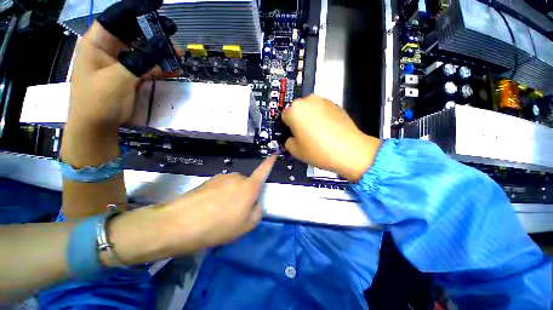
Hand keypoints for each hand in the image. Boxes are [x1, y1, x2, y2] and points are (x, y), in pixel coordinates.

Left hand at [67, 0, 180, 129]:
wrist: (97, 127)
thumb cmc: (98, 102)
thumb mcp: (118, 79)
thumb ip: (140, 61)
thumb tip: (163, 45)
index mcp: (97, 43)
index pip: (117, 18)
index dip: (136, 10)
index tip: (157, 6)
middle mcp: (109, 49)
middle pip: (134, 33)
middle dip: (153, 33)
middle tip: (173, 34)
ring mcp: (121, 63)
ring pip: (144, 50)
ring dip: (161, 53)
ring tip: (178, 55)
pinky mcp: (131, 75)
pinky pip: (149, 66)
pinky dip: (161, 68)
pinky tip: (174, 69)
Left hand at [108, 156, 277, 264]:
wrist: (181, 223)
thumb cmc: (219, 226)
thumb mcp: (246, 226)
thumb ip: (257, 211)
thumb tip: (254, 203)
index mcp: (249, 187)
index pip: (263, 171)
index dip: (269, 163)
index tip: (274, 154)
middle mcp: (237, 177)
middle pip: (246, 183)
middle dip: (244, 194)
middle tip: (234, 212)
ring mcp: (222, 177)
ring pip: (233, 186)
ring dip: (231, 195)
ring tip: (218, 212)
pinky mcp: (209, 180)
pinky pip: (221, 187)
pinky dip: (219, 195)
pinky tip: (209, 208)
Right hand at [282, 95, 381, 181]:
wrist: (349, 150)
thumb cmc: (318, 151)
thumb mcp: (295, 151)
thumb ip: (287, 141)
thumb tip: (291, 138)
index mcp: (294, 110)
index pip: (284, 116)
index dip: (287, 127)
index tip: (292, 135)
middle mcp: (307, 101)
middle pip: (296, 110)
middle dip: (297, 120)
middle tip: (303, 135)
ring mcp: (323, 101)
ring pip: (309, 109)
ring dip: (309, 117)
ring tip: (317, 133)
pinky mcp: (335, 104)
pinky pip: (321, 109)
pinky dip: (321, 117)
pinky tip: (327, 130)